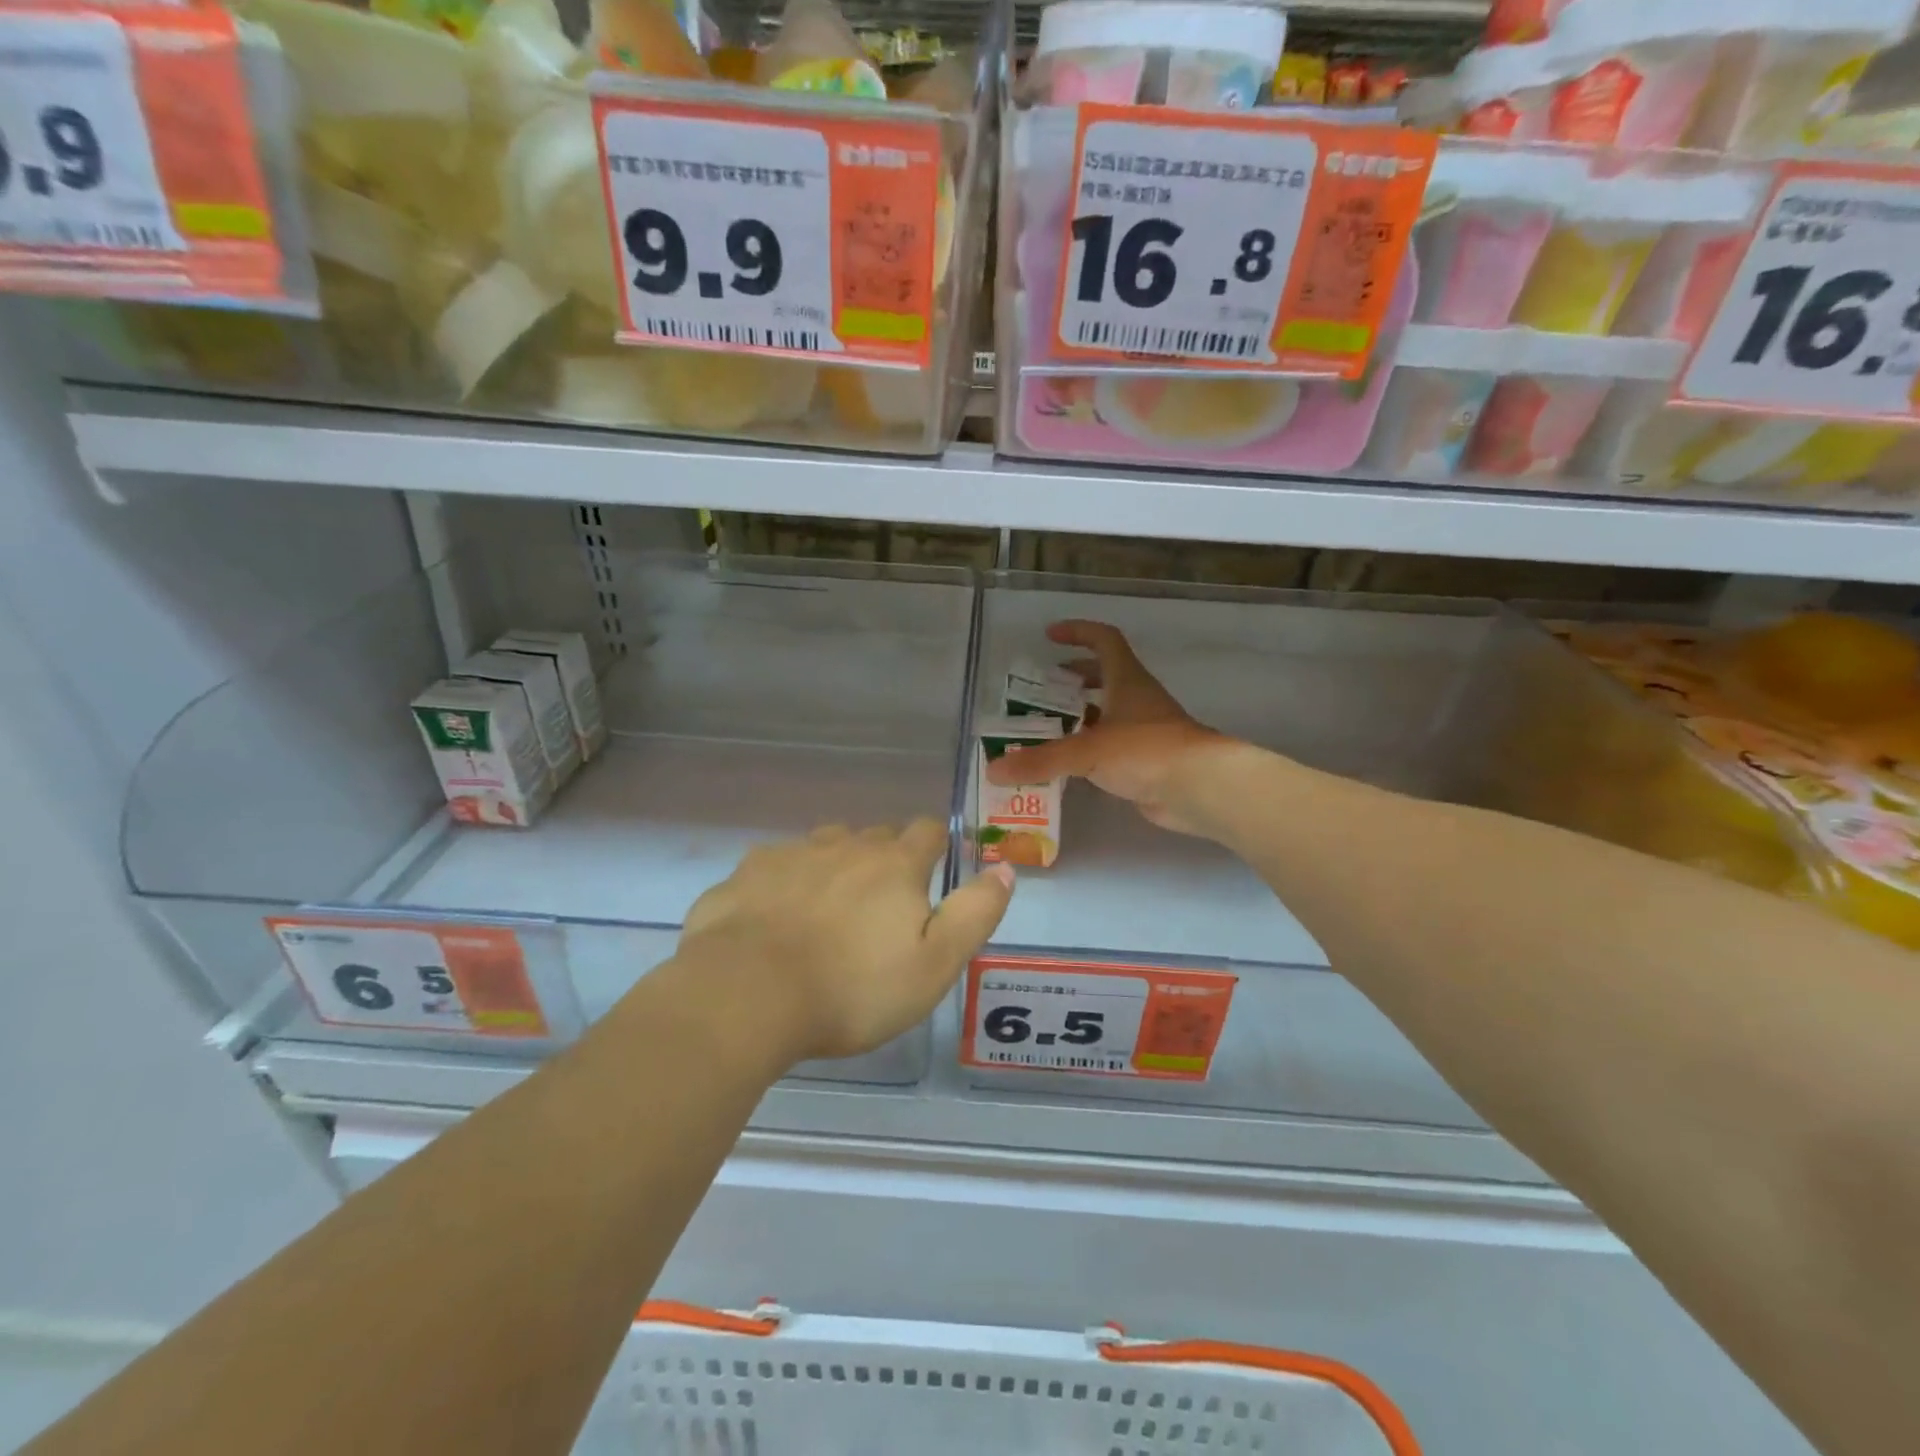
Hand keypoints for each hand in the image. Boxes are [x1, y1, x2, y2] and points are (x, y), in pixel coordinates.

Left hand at [677, 819, 1014, 1061]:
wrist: (746, 995)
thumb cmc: (853, 988)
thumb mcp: (935, 964)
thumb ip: (975, 913)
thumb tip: (1005, 869)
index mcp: (894, 865)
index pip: (927, 831)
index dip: (935, 846)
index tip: (930, 873)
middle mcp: (844, 846)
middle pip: (874, 835)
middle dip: (884, 858)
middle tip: (880, 905)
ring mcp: (790, 855)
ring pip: (823, 846)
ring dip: (834, 866)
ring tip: (828, 909)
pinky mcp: (745, 874)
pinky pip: (774, 866)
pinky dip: (783, 884)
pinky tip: (774, 919)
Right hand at [986, 620, 1233, 837]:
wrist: (1200, 788)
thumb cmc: (1145, 751)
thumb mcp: (1087, 751)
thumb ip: (1041, 759)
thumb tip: (994, 770)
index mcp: (1126, 681)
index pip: (1104, 640)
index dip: (1078, 632)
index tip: (1050, 636)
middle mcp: (1136, 700)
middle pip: (1105, 676)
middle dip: (1074, 679)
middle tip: (1043, 690)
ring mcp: (1144, 731)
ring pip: (1107, 715)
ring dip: (1079, 718)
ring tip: (1045, 730)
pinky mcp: (1145, 762)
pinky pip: (1110, 748)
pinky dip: (1088, 750)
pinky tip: (1066, 765)